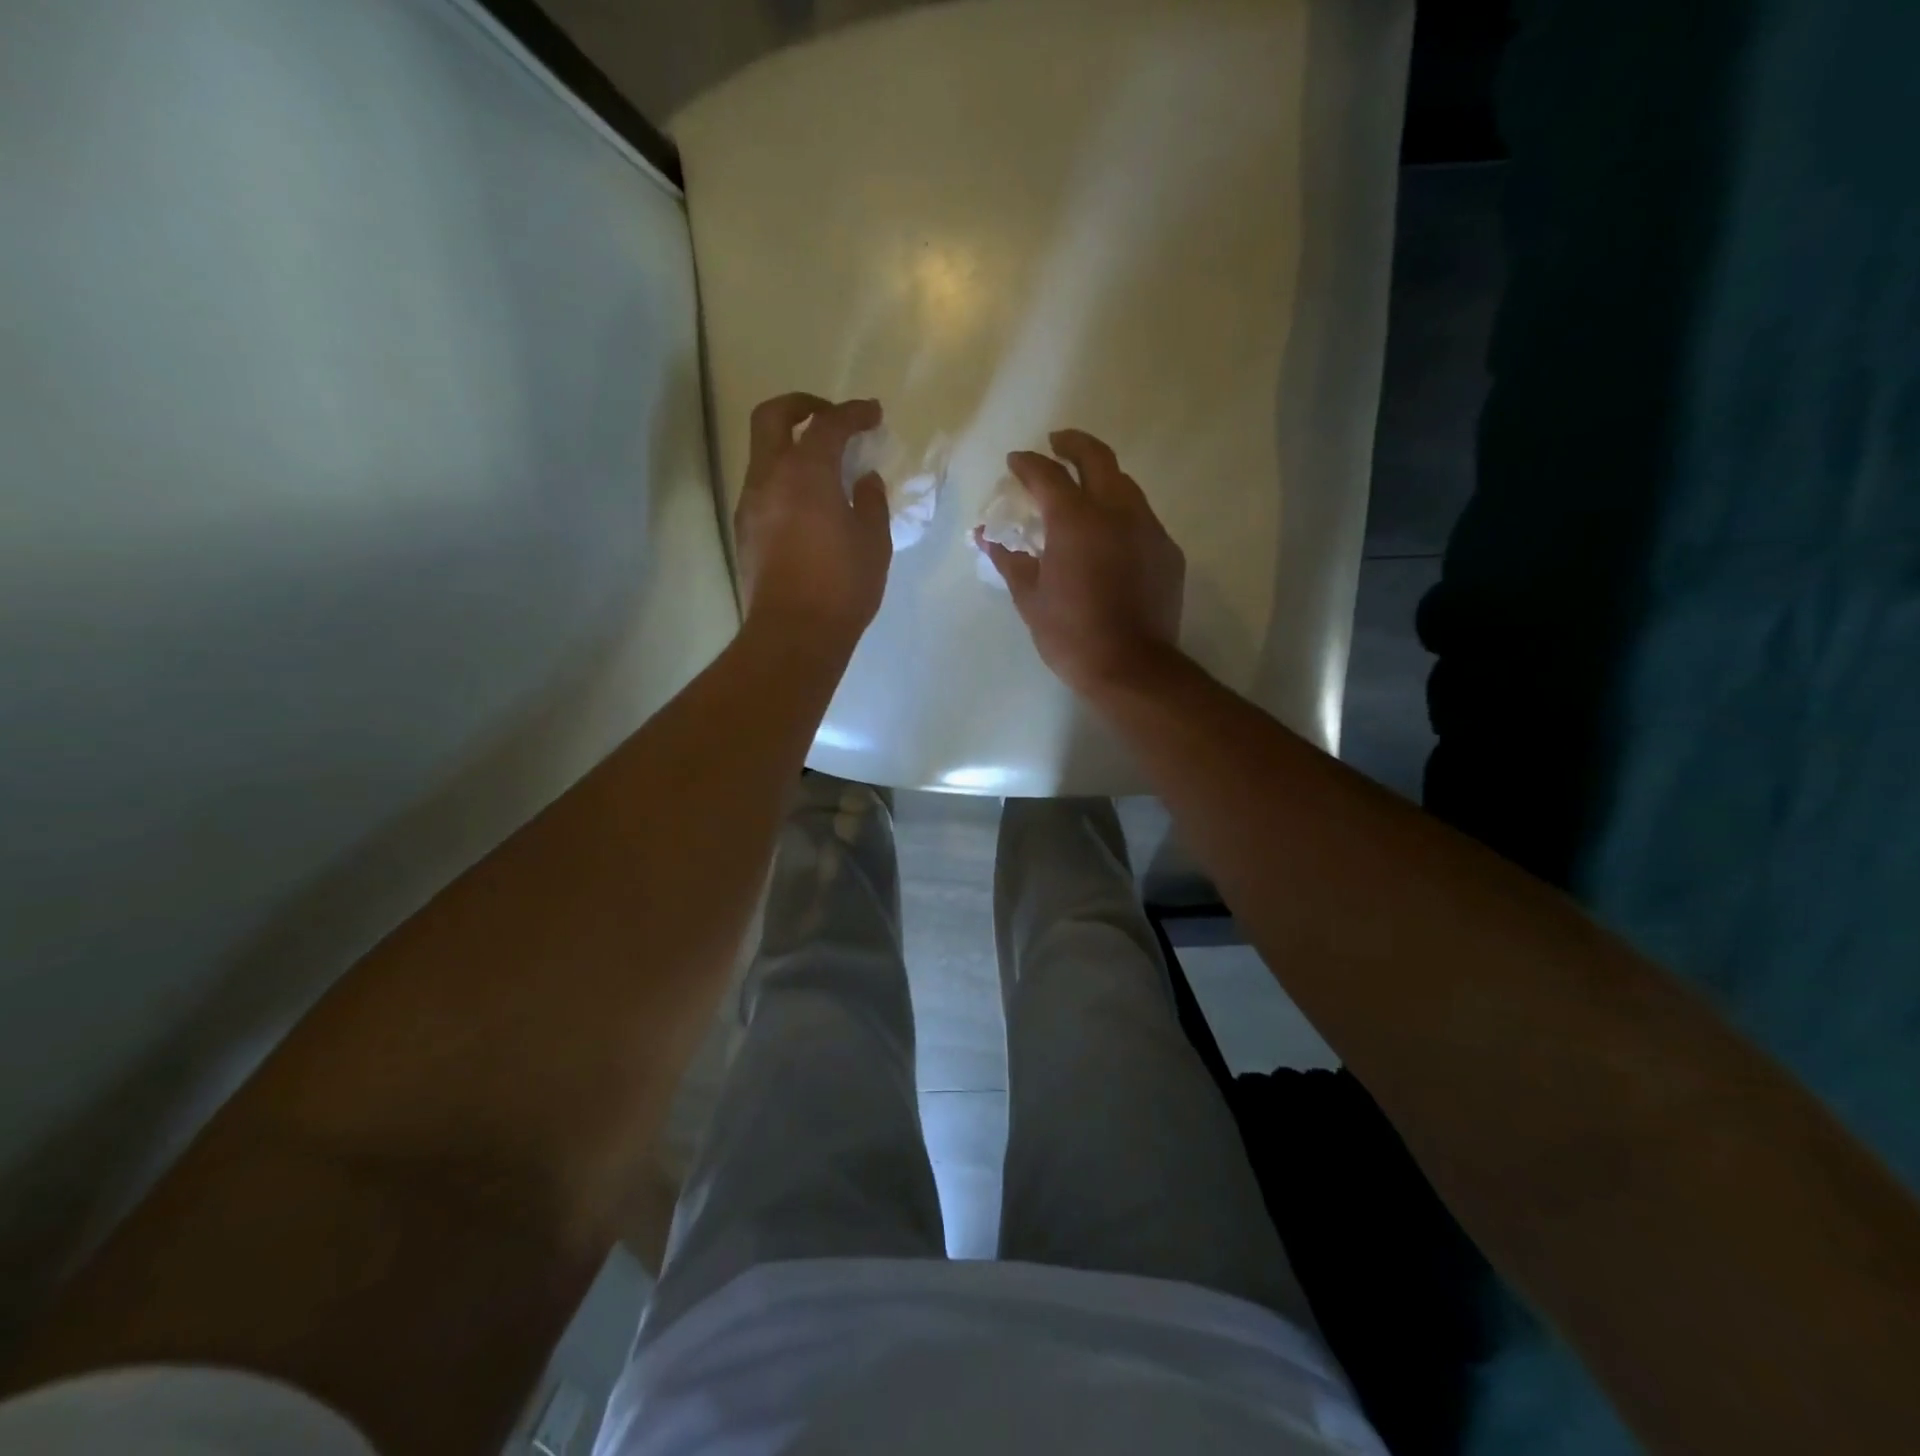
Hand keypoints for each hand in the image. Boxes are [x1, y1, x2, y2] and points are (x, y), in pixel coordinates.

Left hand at [734, 394, 892, 651]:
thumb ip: (870, 502)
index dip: (854, 413)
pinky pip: (762, 487)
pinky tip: (808, 504)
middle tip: (831, 418)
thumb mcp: (873, 542)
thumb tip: (863, 480)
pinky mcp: (745, 531)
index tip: (873, 413)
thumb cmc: (842, 587)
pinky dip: (784, 479)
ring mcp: (750, 504)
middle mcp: (770, 478)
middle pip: (773, 417)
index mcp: (807, 473)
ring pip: (763, 453)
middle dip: (803, 406)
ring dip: (790, 446)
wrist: (793, 634)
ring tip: (823, 468)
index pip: (830, 425)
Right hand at [976, 429, 1185, 693]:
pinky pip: (1142, 518)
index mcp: (1075, 520)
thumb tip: (988, 537)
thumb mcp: (1030, 598)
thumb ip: (1010, 560)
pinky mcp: (1167, 550)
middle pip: (1096, 458)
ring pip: (1124, 485)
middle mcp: (1116, 511)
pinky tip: (1110, 535)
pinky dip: (1121, 514)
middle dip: (1072, 444)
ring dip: (1101, 478)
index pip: (1047, 475)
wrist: (1132, 668)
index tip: (1015, 461)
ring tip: (1084, 489)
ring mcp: (1148, 528)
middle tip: (1056, 443)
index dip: (1027, 463)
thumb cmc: (1071, 635)